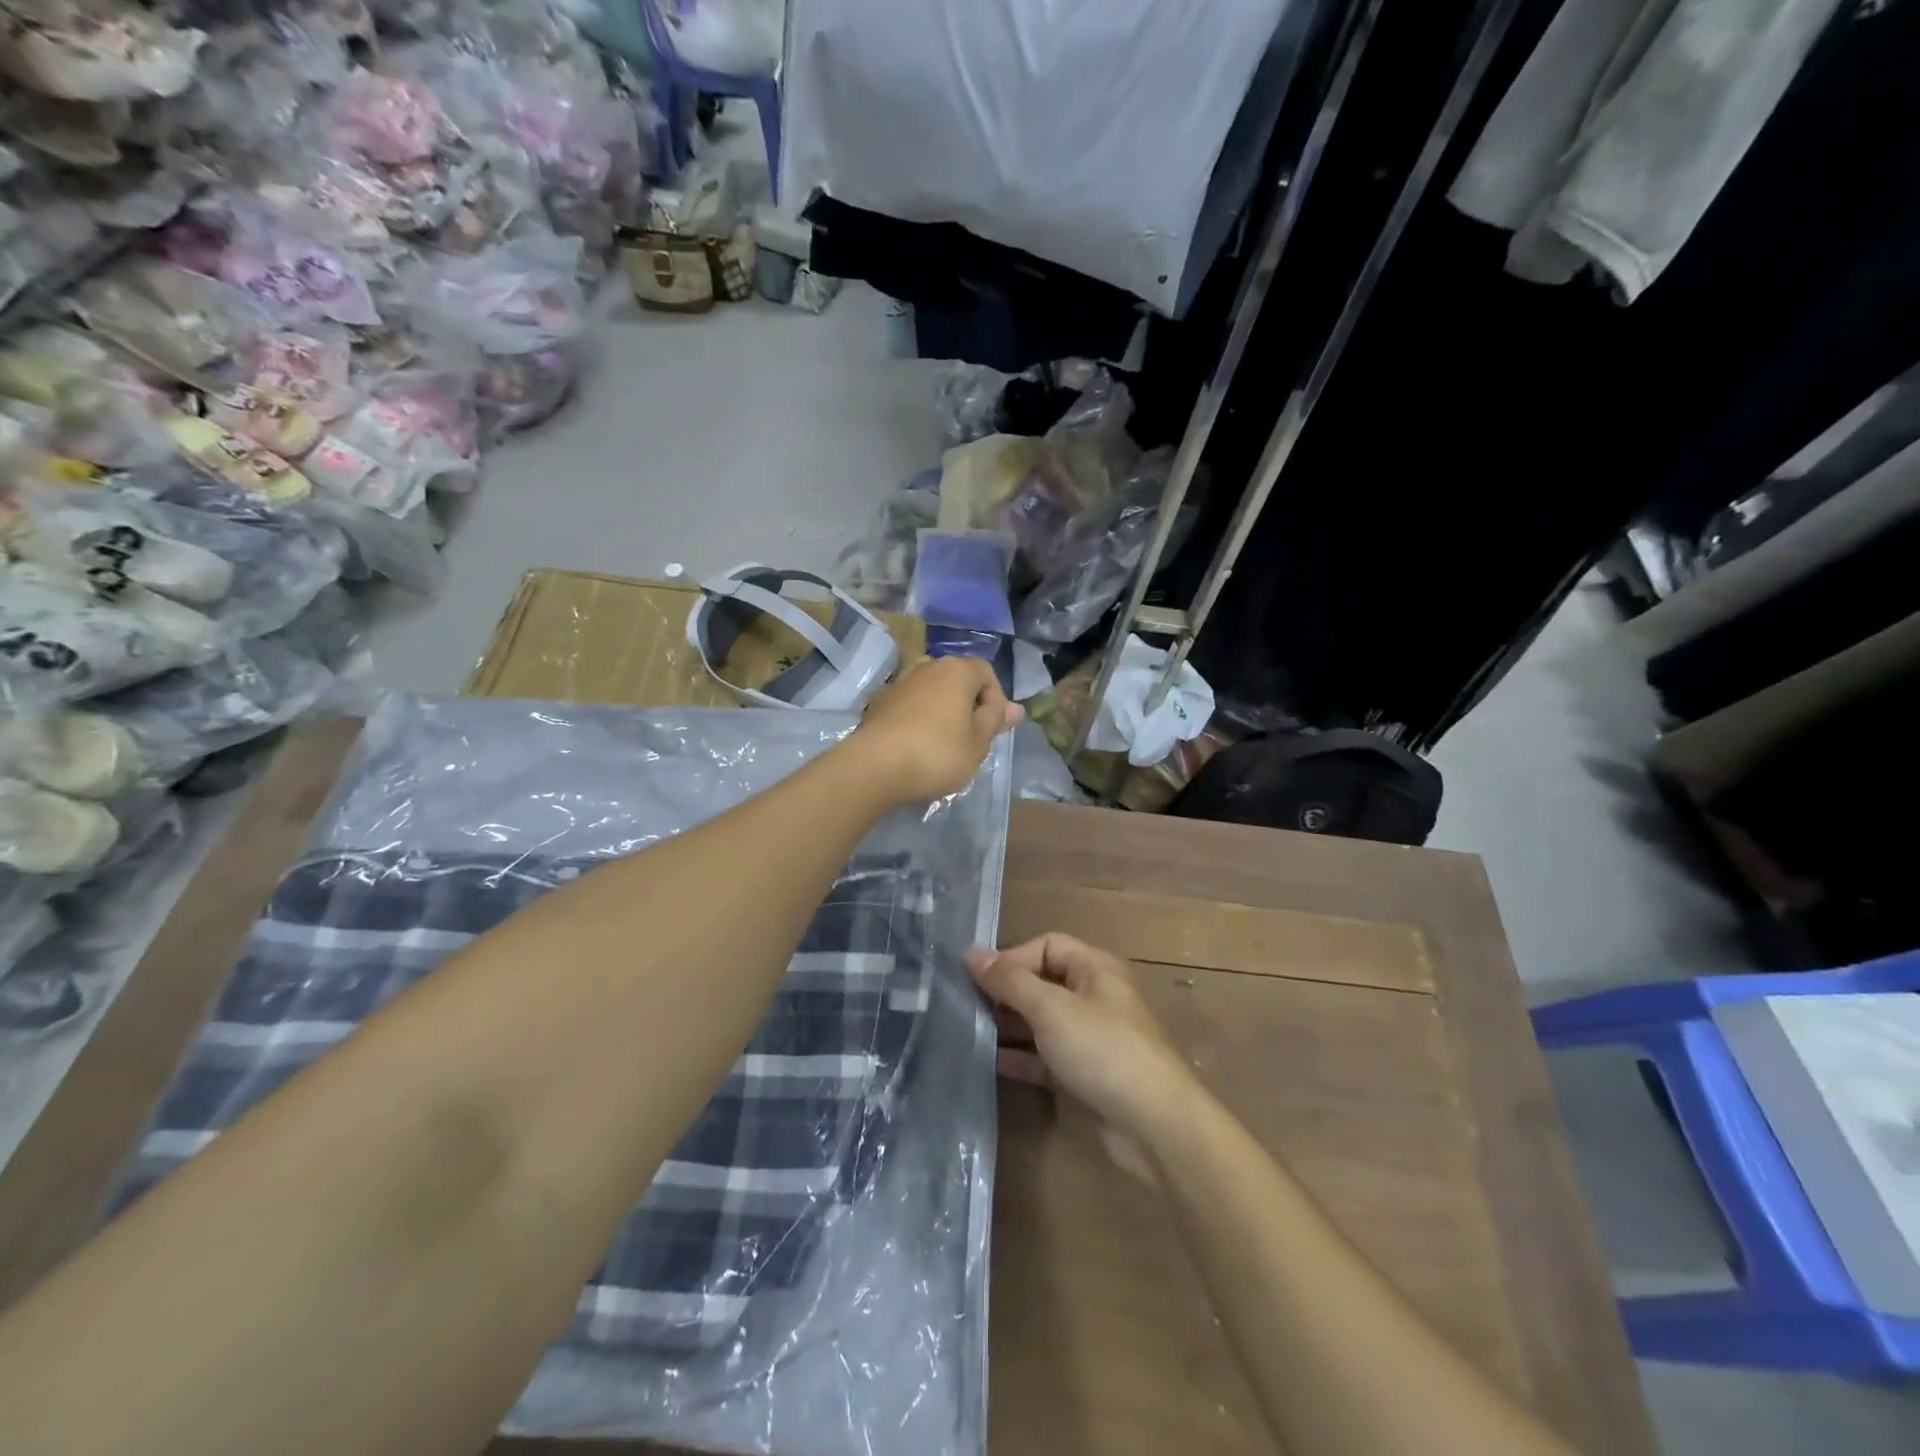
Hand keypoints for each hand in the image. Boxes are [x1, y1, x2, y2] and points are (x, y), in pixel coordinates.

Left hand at [853, 656, 1020, 803]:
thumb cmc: (938, 753)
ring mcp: (899, 683)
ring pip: (932, 693)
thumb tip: (1015, 708)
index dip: (995, 700)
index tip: (992, 730)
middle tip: (971, 739)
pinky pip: (909, 707)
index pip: (986, 672)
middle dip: (968, 706)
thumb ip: (995, 721)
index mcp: (957, 670)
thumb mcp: (978, 743)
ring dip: (942, 713)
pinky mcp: (879, 703)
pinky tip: (915, 748)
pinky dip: (918, 721)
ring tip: (943, 746)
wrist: (874, 767)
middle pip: (957, 680)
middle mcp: (927, 667)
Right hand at [965, 933, 1202, 1146]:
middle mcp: (1092, 998)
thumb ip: (1010, 981)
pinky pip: (1043, 1058)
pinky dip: (1019, 1057)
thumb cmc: (1103, 1049)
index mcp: (1094, 969)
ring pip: (1040, 1022)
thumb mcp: (1051, 1008)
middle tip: (963, 1005)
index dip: (1012, 957)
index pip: (1046, 946)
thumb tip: (970, 953)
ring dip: (1007, 1026)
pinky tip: (987, 1063)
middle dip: (1005, 993)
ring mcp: (1088, 1039)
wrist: (1153, 1126)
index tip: (977, 979)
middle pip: (1041, 983)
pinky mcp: (1082, 1076)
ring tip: (967, 1032)